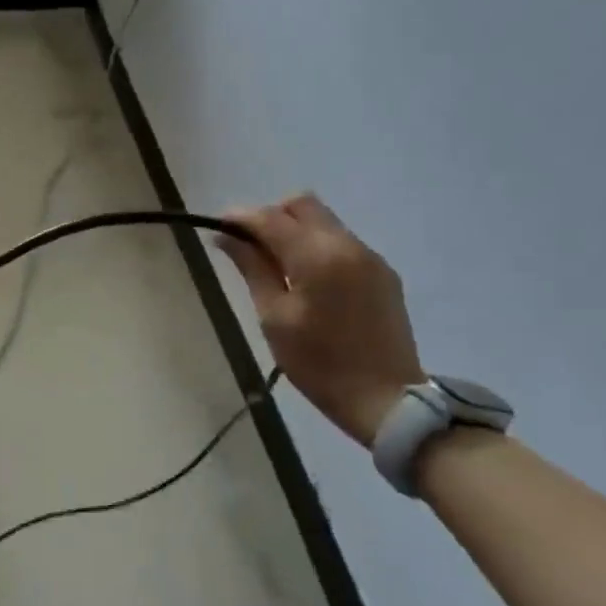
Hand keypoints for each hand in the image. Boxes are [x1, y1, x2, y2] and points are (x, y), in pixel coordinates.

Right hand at [215, 195, 422, 447]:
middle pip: (303, 205)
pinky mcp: (383, 273)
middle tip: (250, 247)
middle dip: (271, 217)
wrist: (386, 400)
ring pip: (324, 222)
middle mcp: (348, 245)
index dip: (241, 217)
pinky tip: (307, 280)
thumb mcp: (274, 317)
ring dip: (295, 231)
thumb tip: (226, 236)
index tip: (219, 227)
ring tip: (276, 267)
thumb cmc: (318, 363)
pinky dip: (317, 247)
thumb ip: (252, 268)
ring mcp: (370, 257)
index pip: (271, 218)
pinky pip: (342, 243)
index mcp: (317, 257)